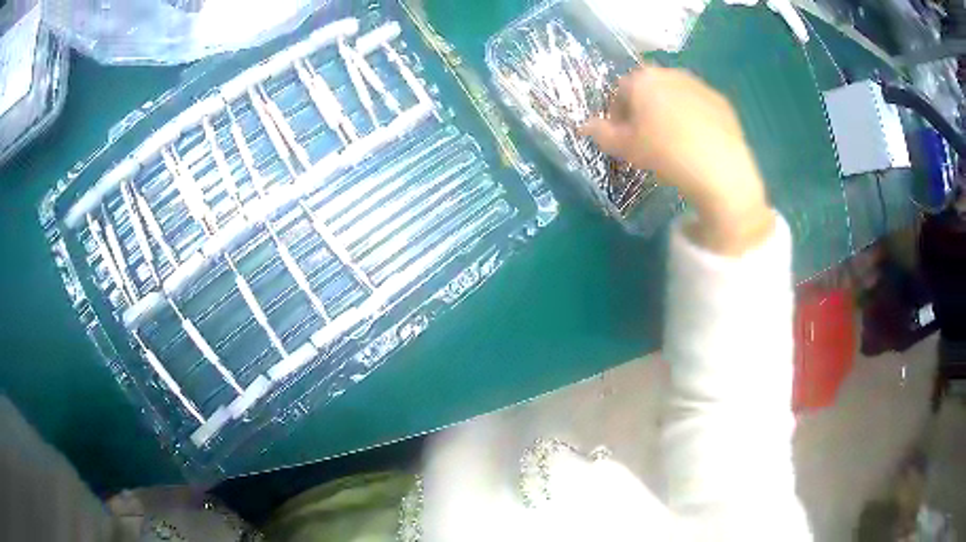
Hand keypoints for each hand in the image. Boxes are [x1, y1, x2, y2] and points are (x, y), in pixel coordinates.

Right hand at [581, 66, 773, 253]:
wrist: (720, 169)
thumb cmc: (665, 154)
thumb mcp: (626, 148)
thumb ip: (601, 134)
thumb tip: (584, 125)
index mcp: (644, 79)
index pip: (620, 90)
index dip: (617, 113)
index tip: (622, 136)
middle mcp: (672, 74)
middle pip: (649, 89)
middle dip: (644, 109)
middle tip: (647, 139)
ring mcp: (700, 86)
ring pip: (676, 96)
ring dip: (669, 112)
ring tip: (674, 142)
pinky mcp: (722, 102)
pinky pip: (700, 106)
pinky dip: (694, 118)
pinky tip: (698, 143)